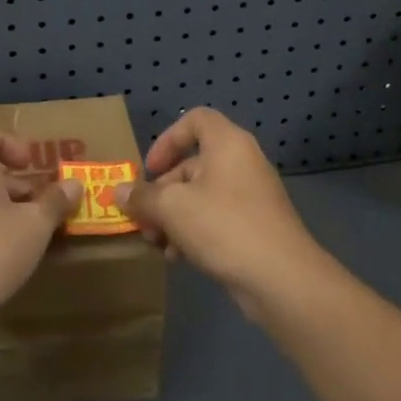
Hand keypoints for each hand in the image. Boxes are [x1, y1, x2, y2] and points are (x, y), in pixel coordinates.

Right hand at [118, 107, 329, 317]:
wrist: (282, 279)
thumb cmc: (224, 226)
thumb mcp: (172, 208)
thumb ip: (142, 197)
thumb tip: (117, 192)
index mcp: (227, 144)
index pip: (195, 120)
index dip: (167, 139)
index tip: (150, 169)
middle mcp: (242, 162)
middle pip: (192, 164)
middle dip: (162, 192)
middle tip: (143, 218)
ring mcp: (252, 196)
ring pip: (202, 196)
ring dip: (174, 216)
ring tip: (156, 243)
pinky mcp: (256, 227)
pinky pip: (217, 218)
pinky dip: (194, 232)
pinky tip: (179, 258)